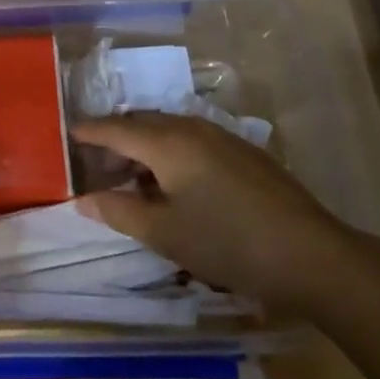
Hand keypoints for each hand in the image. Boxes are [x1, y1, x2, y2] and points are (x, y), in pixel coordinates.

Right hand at [73, 113, 357, 316]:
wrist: (311, 255)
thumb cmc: (227, 243)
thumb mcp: (164, 234)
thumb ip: (118, 212)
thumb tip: (82, 200)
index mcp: (168, 143)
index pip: (116, 129)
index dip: (90, 131)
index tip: (68, 133)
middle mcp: (193, 129)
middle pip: (143, 124)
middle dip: (116, 138)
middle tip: (96, 162)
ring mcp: (223, 137)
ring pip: (170, 130)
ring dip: (145, 146)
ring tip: (132, 176)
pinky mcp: (244, 152)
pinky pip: (193, 139)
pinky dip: (171, 152)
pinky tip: (174, 181)